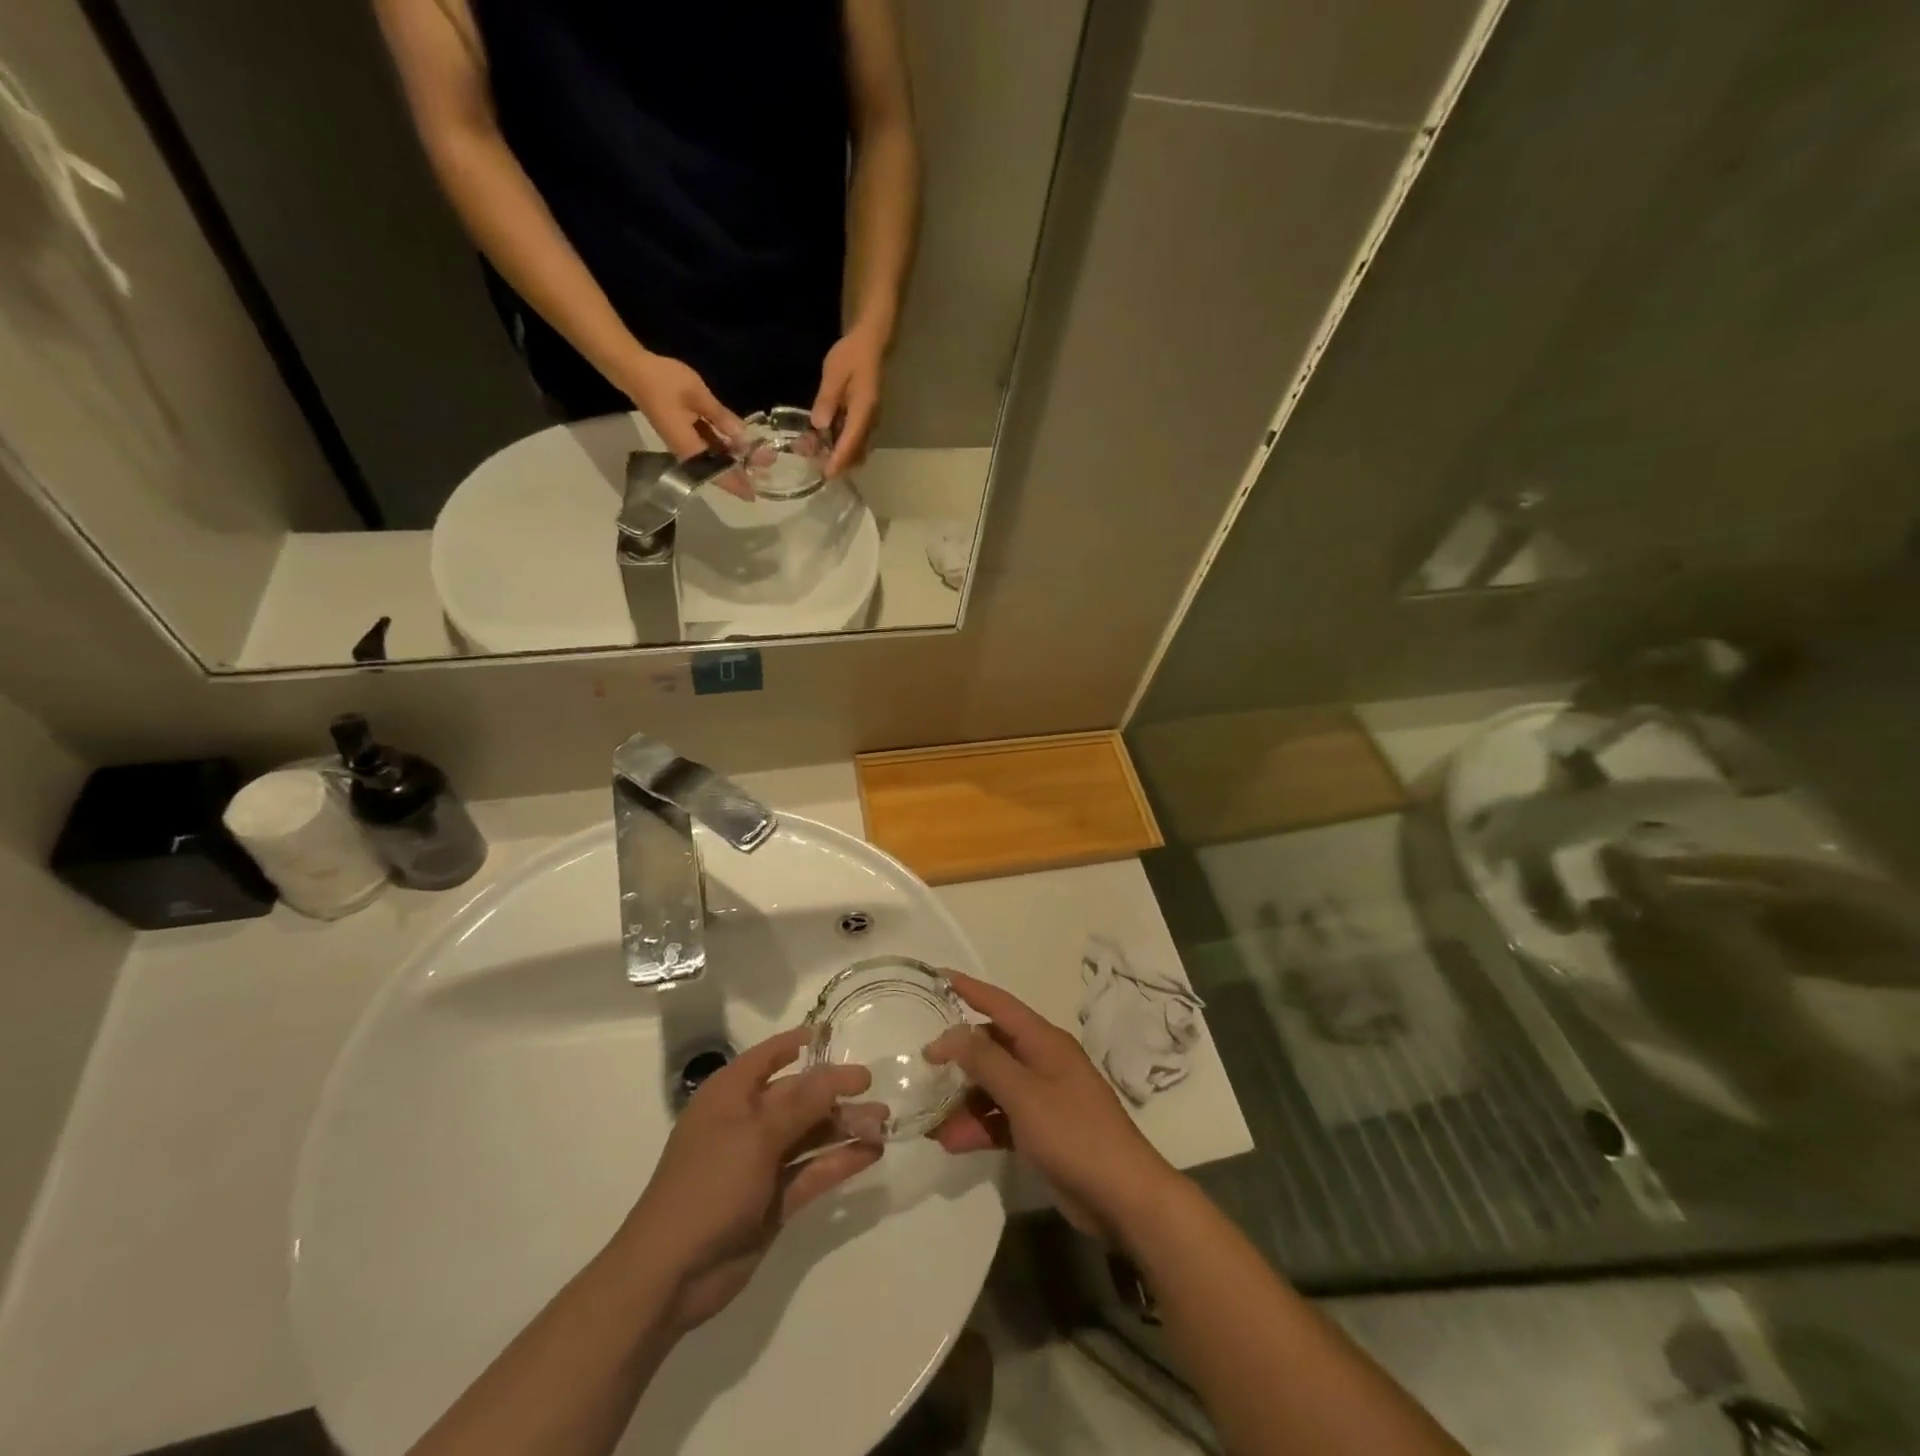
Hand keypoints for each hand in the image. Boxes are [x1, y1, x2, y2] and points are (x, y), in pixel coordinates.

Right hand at [617, 352, 753, 499]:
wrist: (634, 370)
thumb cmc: (663, 381)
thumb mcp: (698, 395)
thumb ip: (722, 417)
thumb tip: (743, 437)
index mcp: (689, 448)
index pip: (717, 474)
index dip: (736, 484)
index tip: (754, 494)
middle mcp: (687, 452)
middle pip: (718, 469)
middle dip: (742, 470)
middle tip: (767, 465)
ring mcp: (685, 443)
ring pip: (715, 458)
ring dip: (736, 458)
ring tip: (761, 455)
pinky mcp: (685, 434)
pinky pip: (709, 446)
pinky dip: (725, 447)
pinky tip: (741, 443)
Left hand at [617, 1028, 879, 1332]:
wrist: (670, 1275)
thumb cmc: (708, 1185)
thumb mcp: (757, 1136)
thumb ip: (803, 1104)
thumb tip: (840, 1072)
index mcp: (730, 1096)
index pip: (768, 1056)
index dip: (798, 1042)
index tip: (834, 1033)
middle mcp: (747, 1123)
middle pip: (797, 1098)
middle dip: (835, 1093)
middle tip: (876, 1091)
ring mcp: (761, 1163)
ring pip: (809, 1135)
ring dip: (844, 1128)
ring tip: (883, 1123)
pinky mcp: (774, 1200)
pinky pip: (812, 1171)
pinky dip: (840, 1162)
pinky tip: (872, 1154)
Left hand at [812, 322, 887, 476]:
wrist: (870, 344)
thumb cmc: (852, 356)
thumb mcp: (834, 373)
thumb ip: (827, 399)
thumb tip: (819, 425)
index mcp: (863, 411)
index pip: (851, 442)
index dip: (839, 460)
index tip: (827, 475)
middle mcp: (870, 421)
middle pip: (856, 452)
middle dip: (838, 462)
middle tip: (816, 465)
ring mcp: (869, 422)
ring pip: (856, 448)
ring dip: (839, 455)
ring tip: (817, 454)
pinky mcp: (865, 419)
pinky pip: (855, 439)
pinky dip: (842, 446)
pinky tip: (825, 441)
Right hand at [925, 972, 1180, 1240]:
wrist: (1123, 1197)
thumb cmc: (1074, 1134)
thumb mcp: (1025, 1095)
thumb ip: (986, 1061)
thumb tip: (953, 1033)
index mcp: (1045, 1042)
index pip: (1001, 1005)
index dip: (970, 990)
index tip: (939, 977)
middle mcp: (1043, 1062)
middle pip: (993, 1047)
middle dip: (959, 1058)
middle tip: (923, 1068)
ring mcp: (1044, 1098)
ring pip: (994, 1087)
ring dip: (964, 1101)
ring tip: (931, 1123)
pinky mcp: (1042, 1132)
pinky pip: (1002, 1118)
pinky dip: (979, 1127)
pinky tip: (952, 1143)